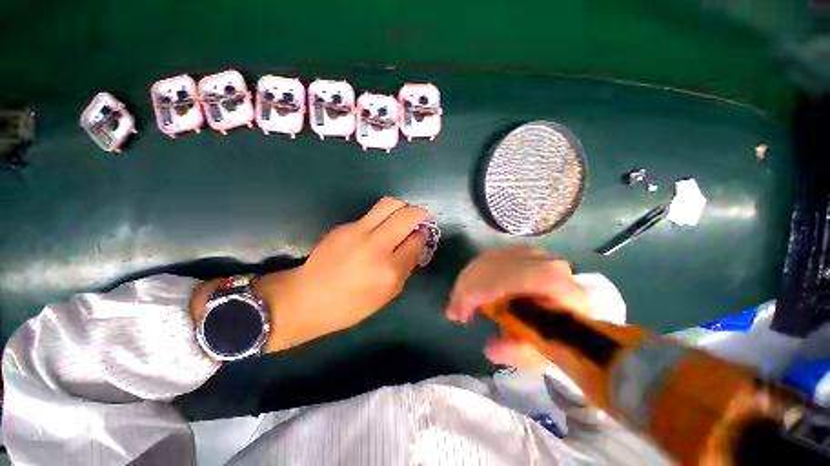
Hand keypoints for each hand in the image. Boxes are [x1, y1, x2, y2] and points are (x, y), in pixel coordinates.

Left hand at [255, 197, 427, 351]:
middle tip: (419, 218)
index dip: (422, 235)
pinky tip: (377, 229)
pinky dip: (381, 217)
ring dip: (401, 207)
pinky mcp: (344, 226)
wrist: (307, 298)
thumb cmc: (351, 305)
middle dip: (418, 213)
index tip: (421, 234)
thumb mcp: (387, 295)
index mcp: (390, 270)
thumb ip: (406, 268)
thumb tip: (414, 244)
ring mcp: (358, 232)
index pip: (416, 241)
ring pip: (389, 204)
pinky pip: (370, 214)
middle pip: (406, 215)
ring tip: (401, 216)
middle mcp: (376, 246)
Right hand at [446, 246, 589, 371]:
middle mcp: (544, 261)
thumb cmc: (559, 339)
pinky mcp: (522, 253)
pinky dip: (476, 273)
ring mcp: (533, 254)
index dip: (476, 294)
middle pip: (492, 266)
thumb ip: (515, 352)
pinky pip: (491, 258)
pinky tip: (473, 289)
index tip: (457, 316)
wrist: (578, 321)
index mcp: (555, 284)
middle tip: (454, 310)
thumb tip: (489, 347)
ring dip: (469, 280)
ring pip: (489, 260)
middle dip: (467, 288)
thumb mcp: (539, 353)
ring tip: (462, 301)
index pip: (507, 278)